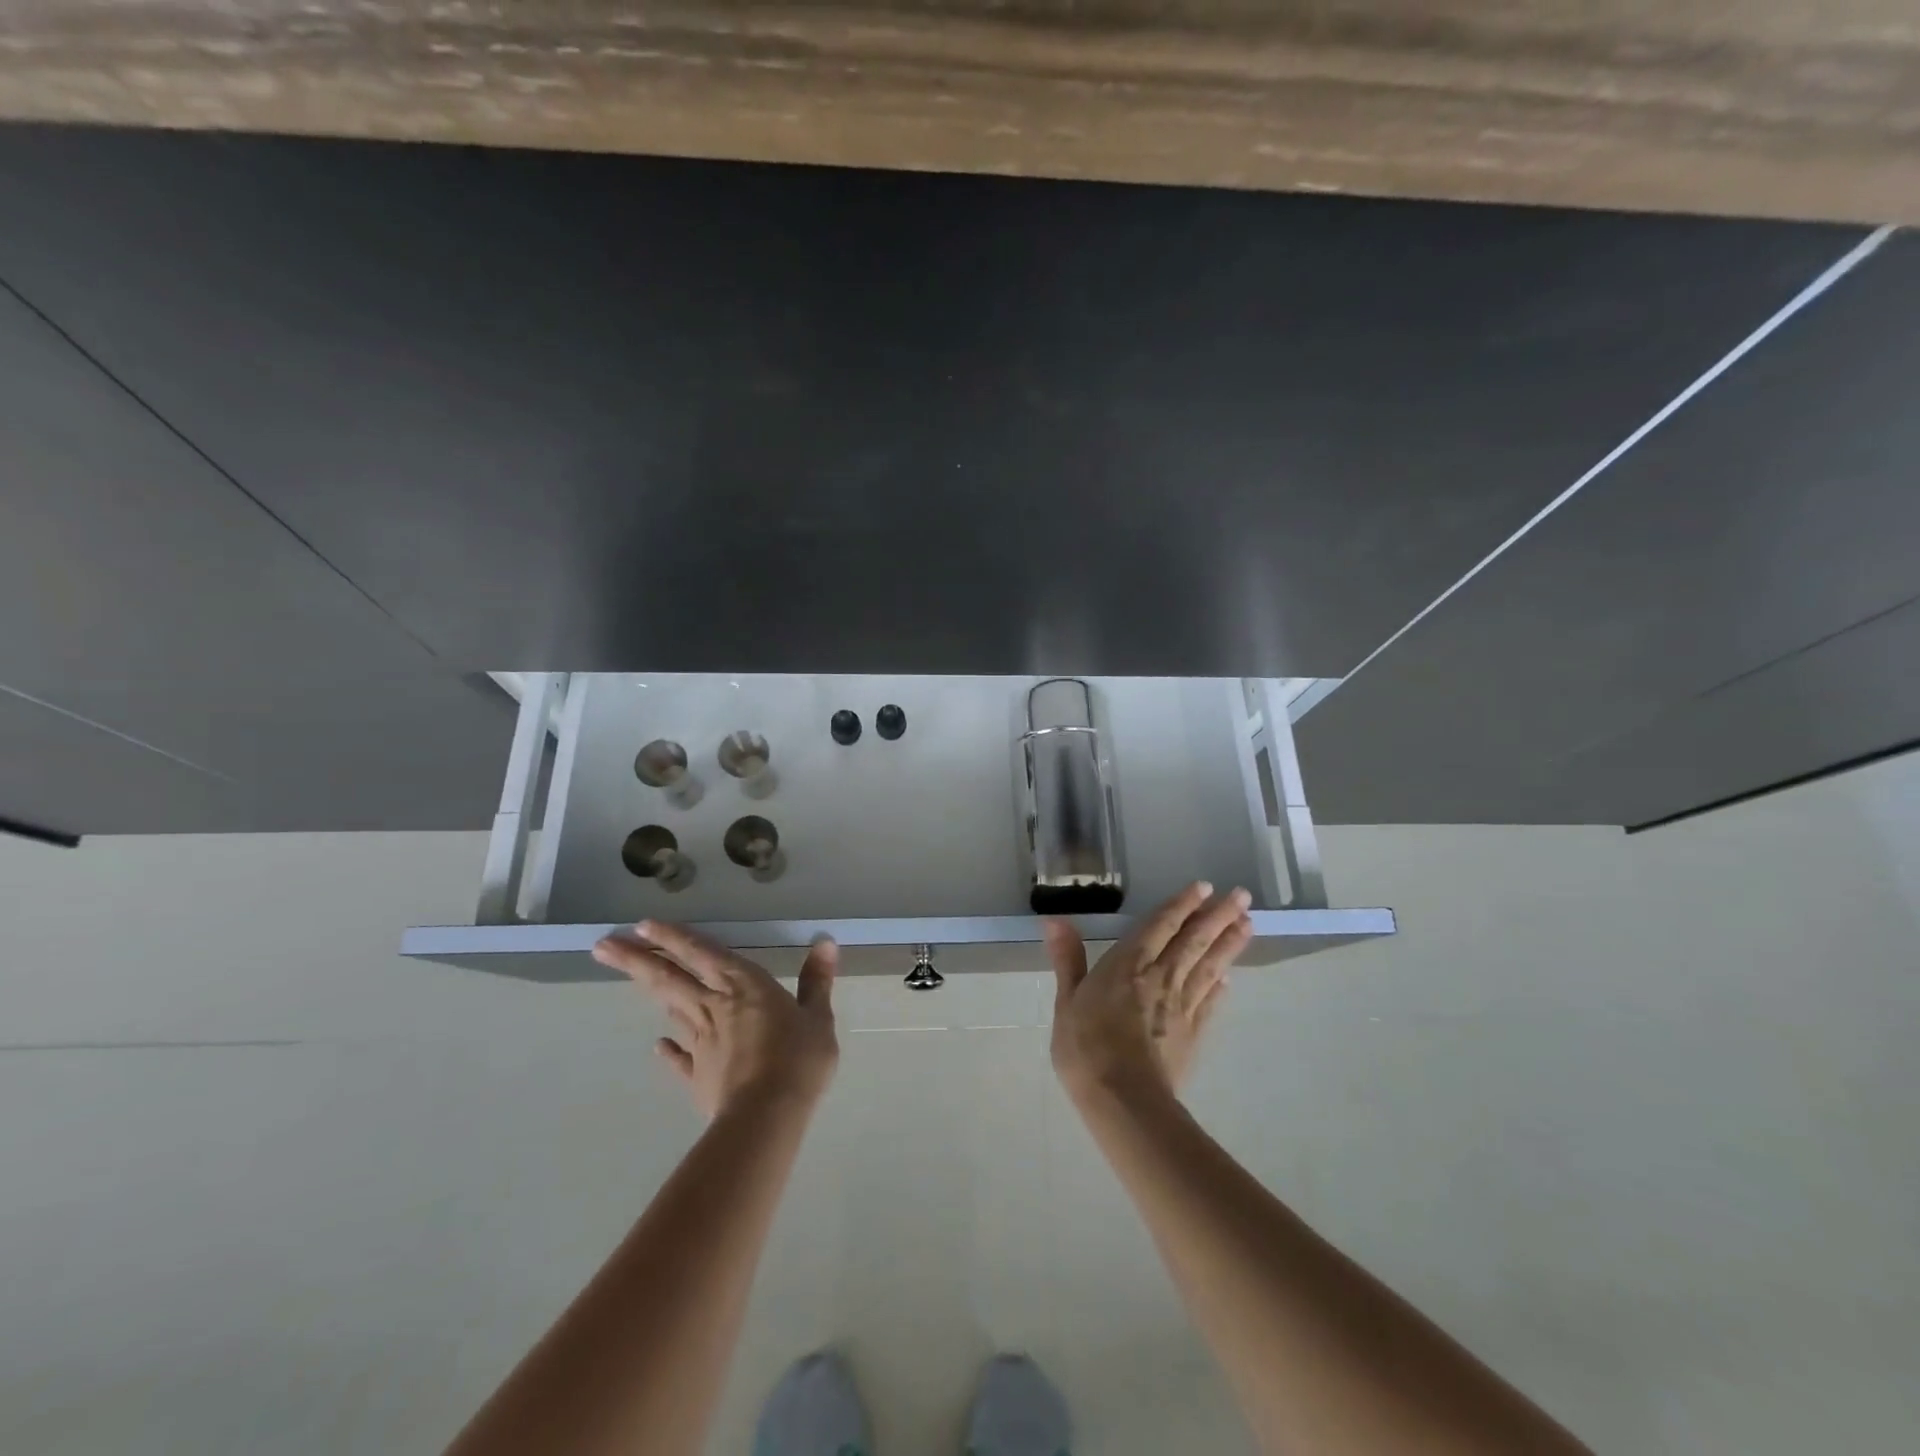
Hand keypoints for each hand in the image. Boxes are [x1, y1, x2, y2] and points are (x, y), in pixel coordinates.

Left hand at [592, 921, 839, 1119]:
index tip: (642, 925)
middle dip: (636, 959)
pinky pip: (679, 1057)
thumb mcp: (818, 1017)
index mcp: (744, 985)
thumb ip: (816, 981)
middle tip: (602, 946)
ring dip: (648, 990)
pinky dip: (668, 1049)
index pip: (702, 952)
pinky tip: (658, 1045)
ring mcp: (701, 1042)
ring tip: (629, 975)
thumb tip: (825, 943)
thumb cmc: (797, 1059)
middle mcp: (715, 1006)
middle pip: (670, 977)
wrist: (766, 1116)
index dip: (674, 937)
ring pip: (670, 1008)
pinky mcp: (698, 1075)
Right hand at [1045, 882, 1251, 1105]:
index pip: (1160, 926)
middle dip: (1217, 916)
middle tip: (1241, 896)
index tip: (1204, 887)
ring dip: (1228, 944)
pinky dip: (1220, 987)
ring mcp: (1181, 1006)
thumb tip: (1055, 920)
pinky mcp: (1192, 1034)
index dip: (1181, 905)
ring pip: (1208, 966)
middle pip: (1193, 941)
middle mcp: (1161, 977)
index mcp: (1128, 964)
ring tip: (1247, 923)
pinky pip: (1209, 1003)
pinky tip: (1229, 978)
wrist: (1124, 1100)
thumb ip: (1068, 959)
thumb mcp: (1067, 1000)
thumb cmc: (1086, 1046)